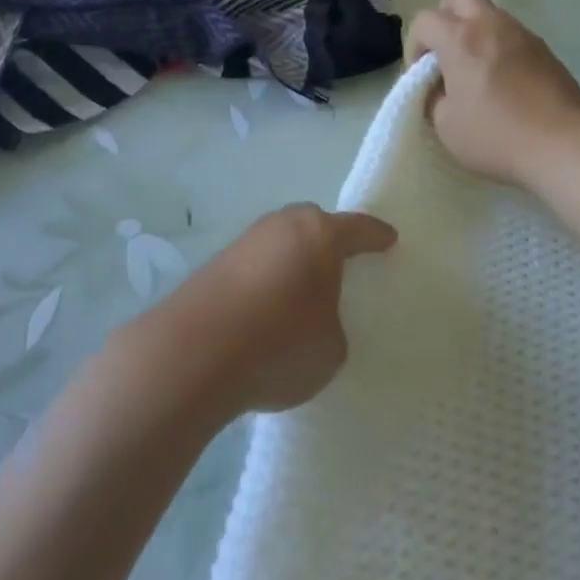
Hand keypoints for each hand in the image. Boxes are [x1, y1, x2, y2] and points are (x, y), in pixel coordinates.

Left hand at [130, 204, 396, 416]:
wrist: (190, 354)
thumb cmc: (278, 344)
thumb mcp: (331, 347)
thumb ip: (332, 324)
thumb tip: (311, 317)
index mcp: (319, 234)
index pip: (358, 228)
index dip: (376, 236)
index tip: (389, 239)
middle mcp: (280, 226)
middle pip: (312, 225)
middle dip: (328, 241)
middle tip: (341, 266)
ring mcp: (243, 242)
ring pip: (280, 244)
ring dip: (291, 263)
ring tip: (301, 295)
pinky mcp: (213, 266)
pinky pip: (254, 266)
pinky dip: (265, 282)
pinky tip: (266, 312)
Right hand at [407, 0, 579, 189]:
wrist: (562, 144)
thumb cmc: (496, 135)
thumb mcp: (446, 126)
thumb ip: (434, 99)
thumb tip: (440, 89)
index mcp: (460, 39)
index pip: (424, 20)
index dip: (414, 45)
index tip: (421, 75)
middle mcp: (492, 25)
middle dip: (445, 17)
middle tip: (445, 53)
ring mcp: (523, 34)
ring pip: (491, 14)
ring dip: (476, 33)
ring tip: (477, 73)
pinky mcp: (546, 50)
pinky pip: (513, 36)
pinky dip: (500, 49)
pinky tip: (505, 84)